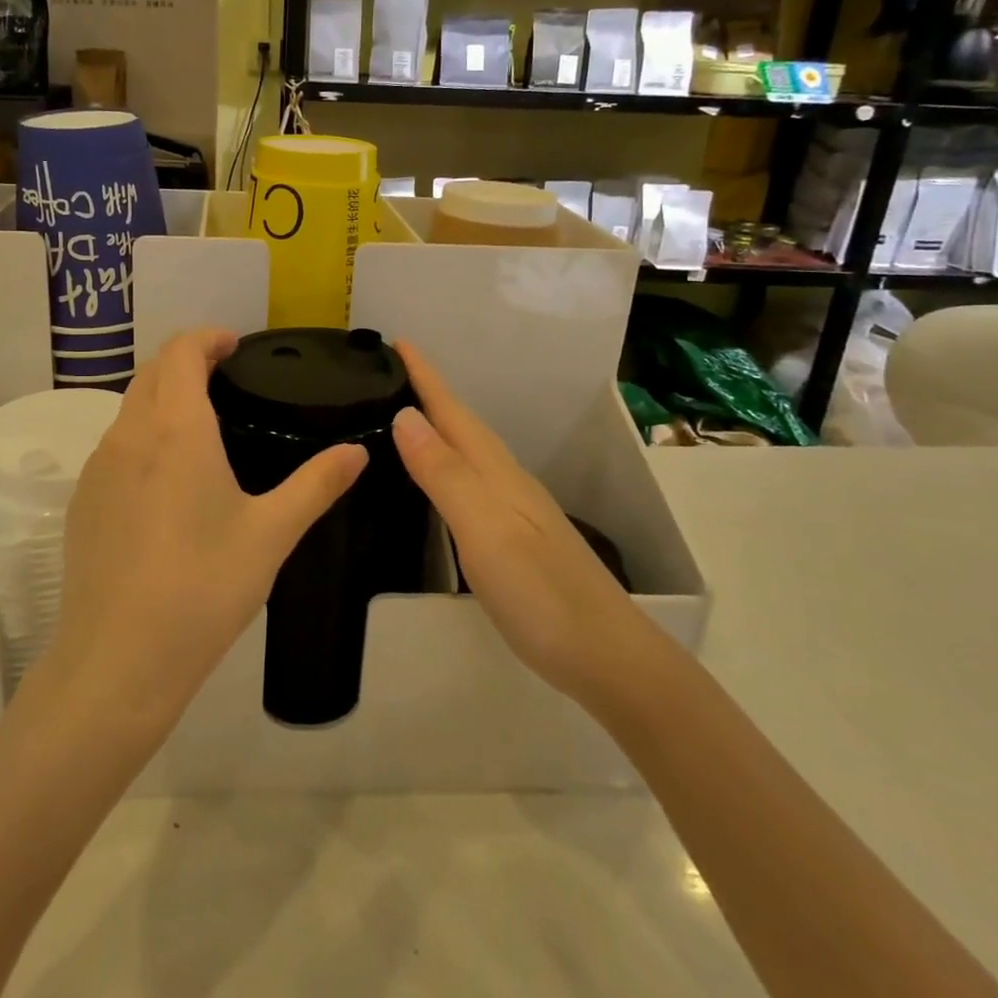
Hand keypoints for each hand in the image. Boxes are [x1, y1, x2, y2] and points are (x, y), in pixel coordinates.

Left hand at [48, 329, 368, 729]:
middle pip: (151, 372)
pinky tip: (167, 482)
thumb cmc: (203, 588)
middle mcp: (128, 435)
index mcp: (175, 429)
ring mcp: (97, 469)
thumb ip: (317, 484)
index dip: (207, 338)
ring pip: (128, 408)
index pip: (180, 351)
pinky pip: (113, 447)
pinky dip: (142, 436)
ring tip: (201, 427)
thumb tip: (358, 451)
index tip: (235, 346)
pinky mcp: (81, 502)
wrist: (118, 661)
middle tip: (225, 380)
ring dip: (161, 398)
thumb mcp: (272, 534)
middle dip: (185, 362)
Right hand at [390, 341, 646, 707]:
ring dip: (439, 427)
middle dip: (428, 393)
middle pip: (462, 425)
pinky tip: (440, 479)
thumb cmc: (540, 592)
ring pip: (468, 452)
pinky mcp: (516, 538)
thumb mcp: (484, 529)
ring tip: (405, 415)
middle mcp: (506, 480)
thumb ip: (444, 473)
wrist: (607, 657)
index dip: (424, 376)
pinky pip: (472, 481)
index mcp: (495, 472)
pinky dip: (449, 465)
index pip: (452, 412)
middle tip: (390, 372)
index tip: (396, 340)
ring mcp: (515, 510)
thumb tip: (404, 415)